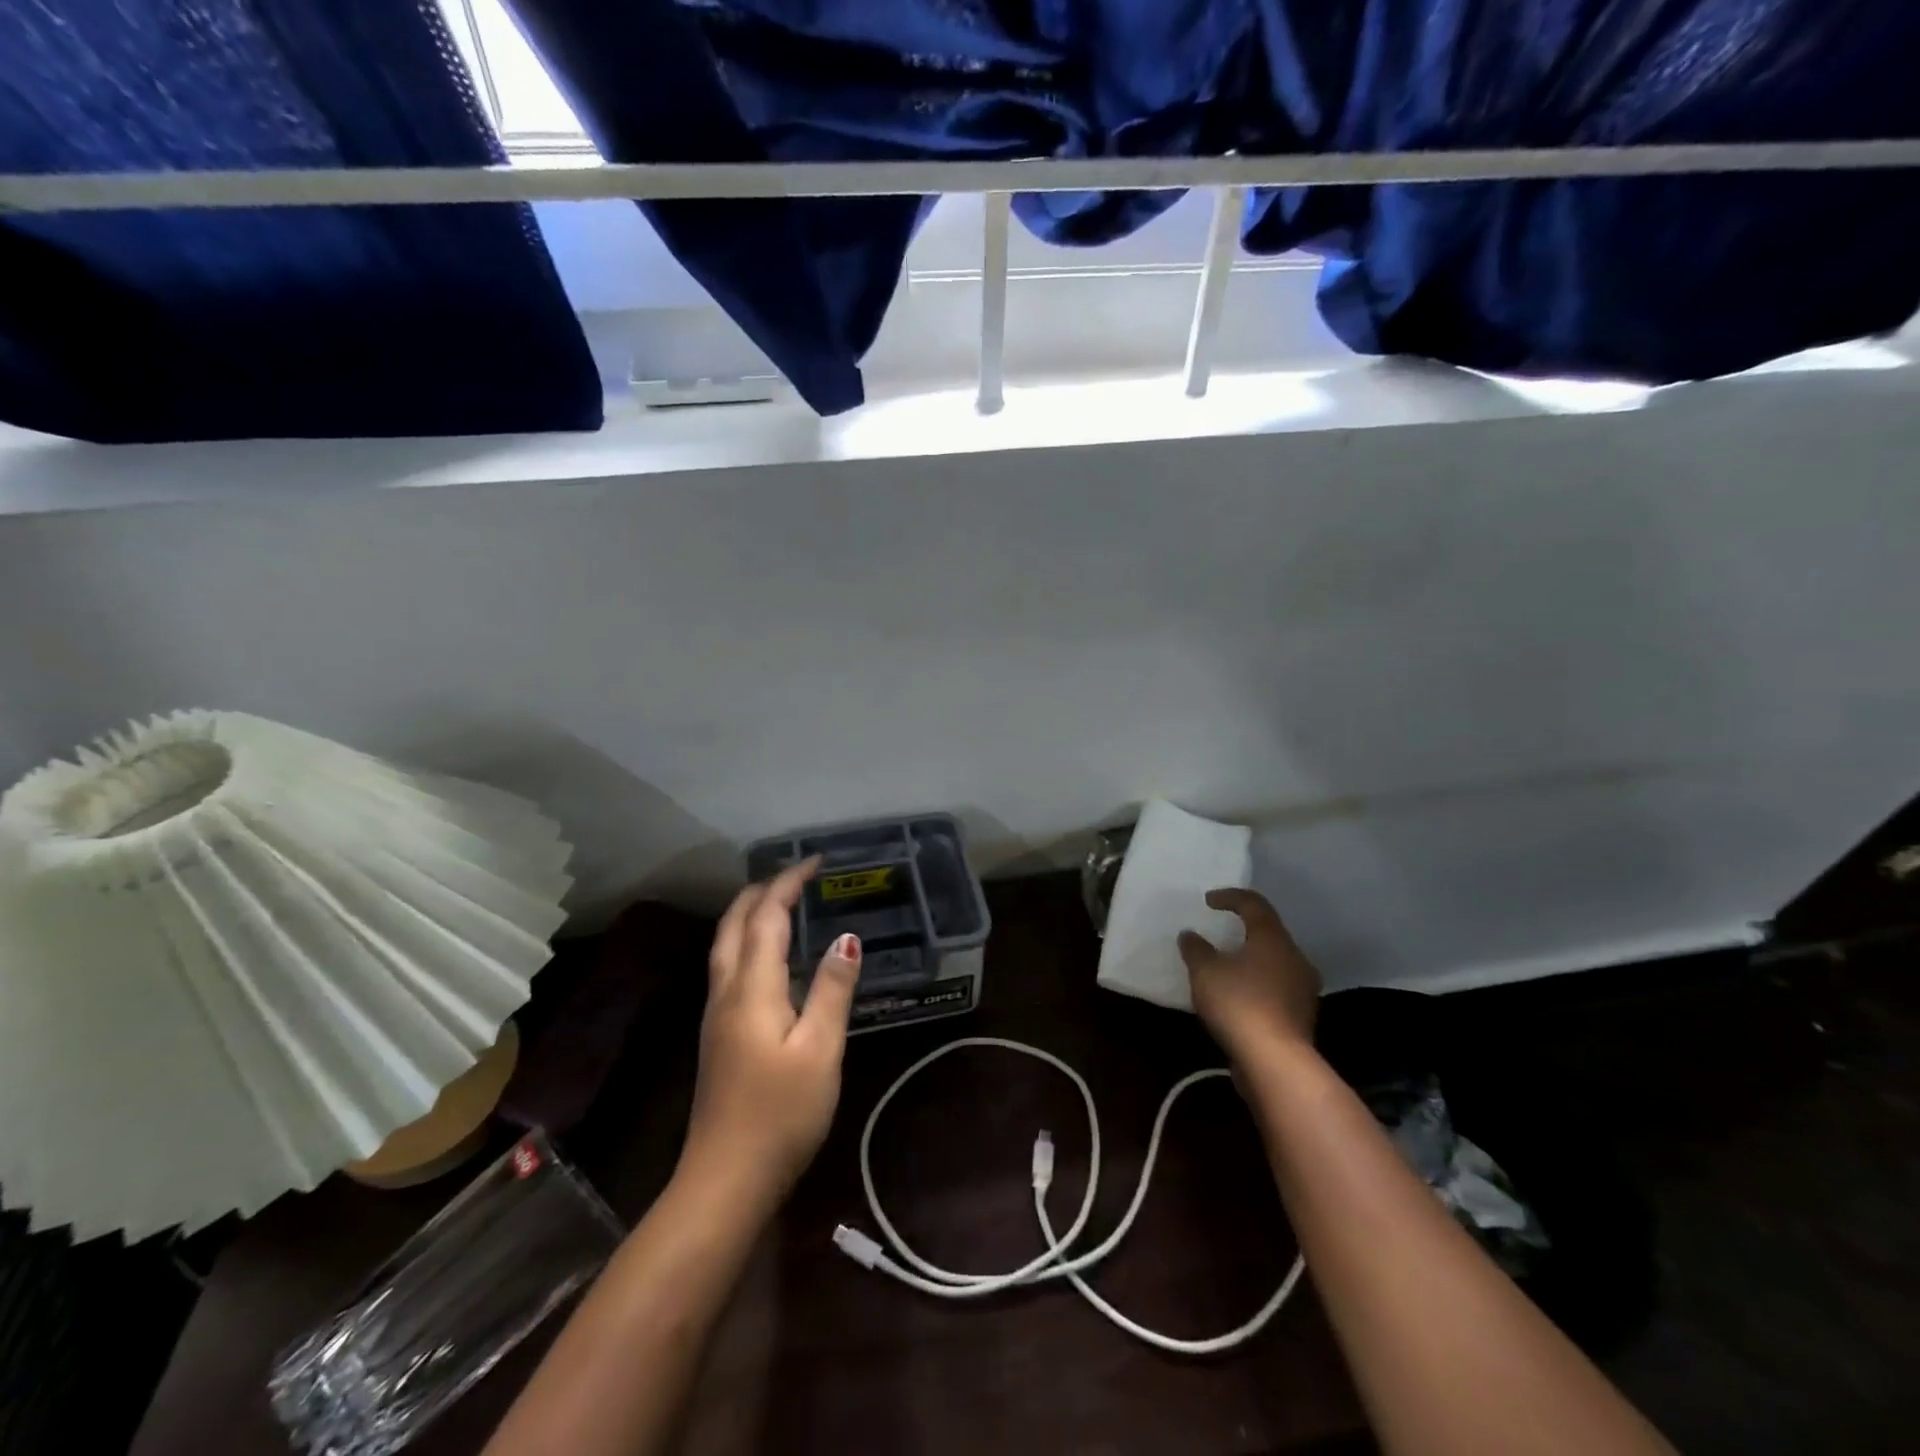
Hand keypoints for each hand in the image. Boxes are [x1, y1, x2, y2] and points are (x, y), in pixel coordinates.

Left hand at [679, 859, 861, 1212]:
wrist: (725, 1180)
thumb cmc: (780, 1114)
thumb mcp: (820, 1050)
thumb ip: (832, 989)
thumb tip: (846, 937)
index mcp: (752, 988)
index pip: (766, 916)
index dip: (789, 883)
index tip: (816, 862)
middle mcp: (727, 991)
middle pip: (735, 923)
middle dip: (763, 890)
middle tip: (798, 876)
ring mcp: (717, 1014)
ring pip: (726, 944)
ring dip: (751, 913)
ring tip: (783, 902)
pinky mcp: (719, 1035)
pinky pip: (730, 966)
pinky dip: (748, 941)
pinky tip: (771, 957)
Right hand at [1178, 888, 1321, 1066]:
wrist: (1275, 1061)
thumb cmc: (1239, 1003)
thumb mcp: (1205, 971)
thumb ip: (1196, 949)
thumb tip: (1190, 935)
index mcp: (1273, 939)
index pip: (1255, 905)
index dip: (1231, 897)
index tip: (1208, 901)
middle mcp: (1295, 958)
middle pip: (1270, 933)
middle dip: (1245, 930)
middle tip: (1222, 932)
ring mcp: (1303, 989)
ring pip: (1276, 962)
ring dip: (1253, 959)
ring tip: (1228, 966)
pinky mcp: (1301, 1016)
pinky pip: (1277, 988)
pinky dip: (1258, 984)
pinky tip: (1239, 996)